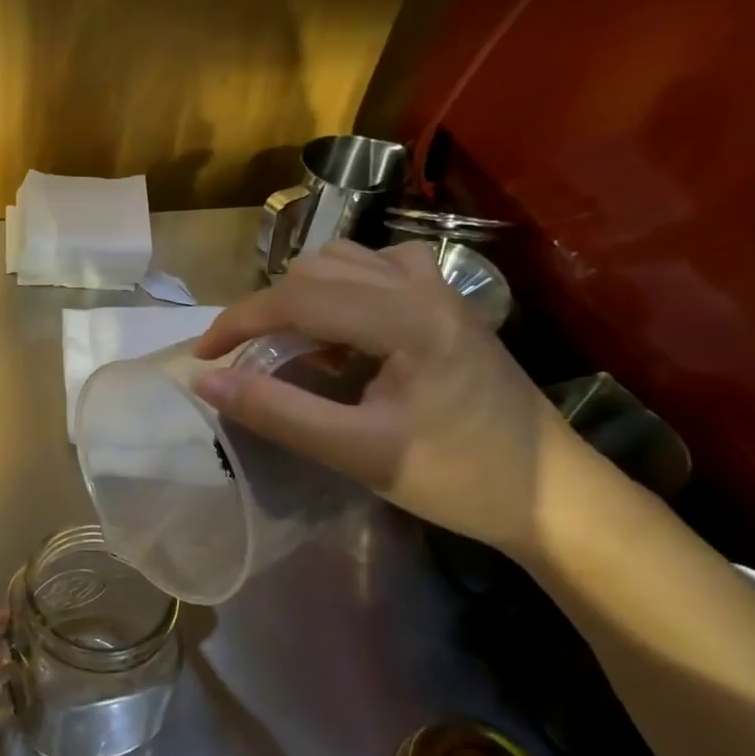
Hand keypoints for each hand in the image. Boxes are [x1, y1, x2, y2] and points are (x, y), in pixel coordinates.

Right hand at [191, 240, 577, 560]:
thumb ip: (277, 412)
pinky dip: (340, 292)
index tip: (202, 357)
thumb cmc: (457, 477)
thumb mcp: (356, 452)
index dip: (239, 321)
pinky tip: (343, 334)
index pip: (298, 295)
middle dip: (269, 310)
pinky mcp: (448, 302)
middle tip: (250, 361)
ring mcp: (440, 288)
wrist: (552, 494)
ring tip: (294, 348)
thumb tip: (207, 382)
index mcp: (406, 319)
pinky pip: (376, 270)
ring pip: (345, 260)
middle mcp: (423, 286)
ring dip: (303, 296)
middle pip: (317, 268)